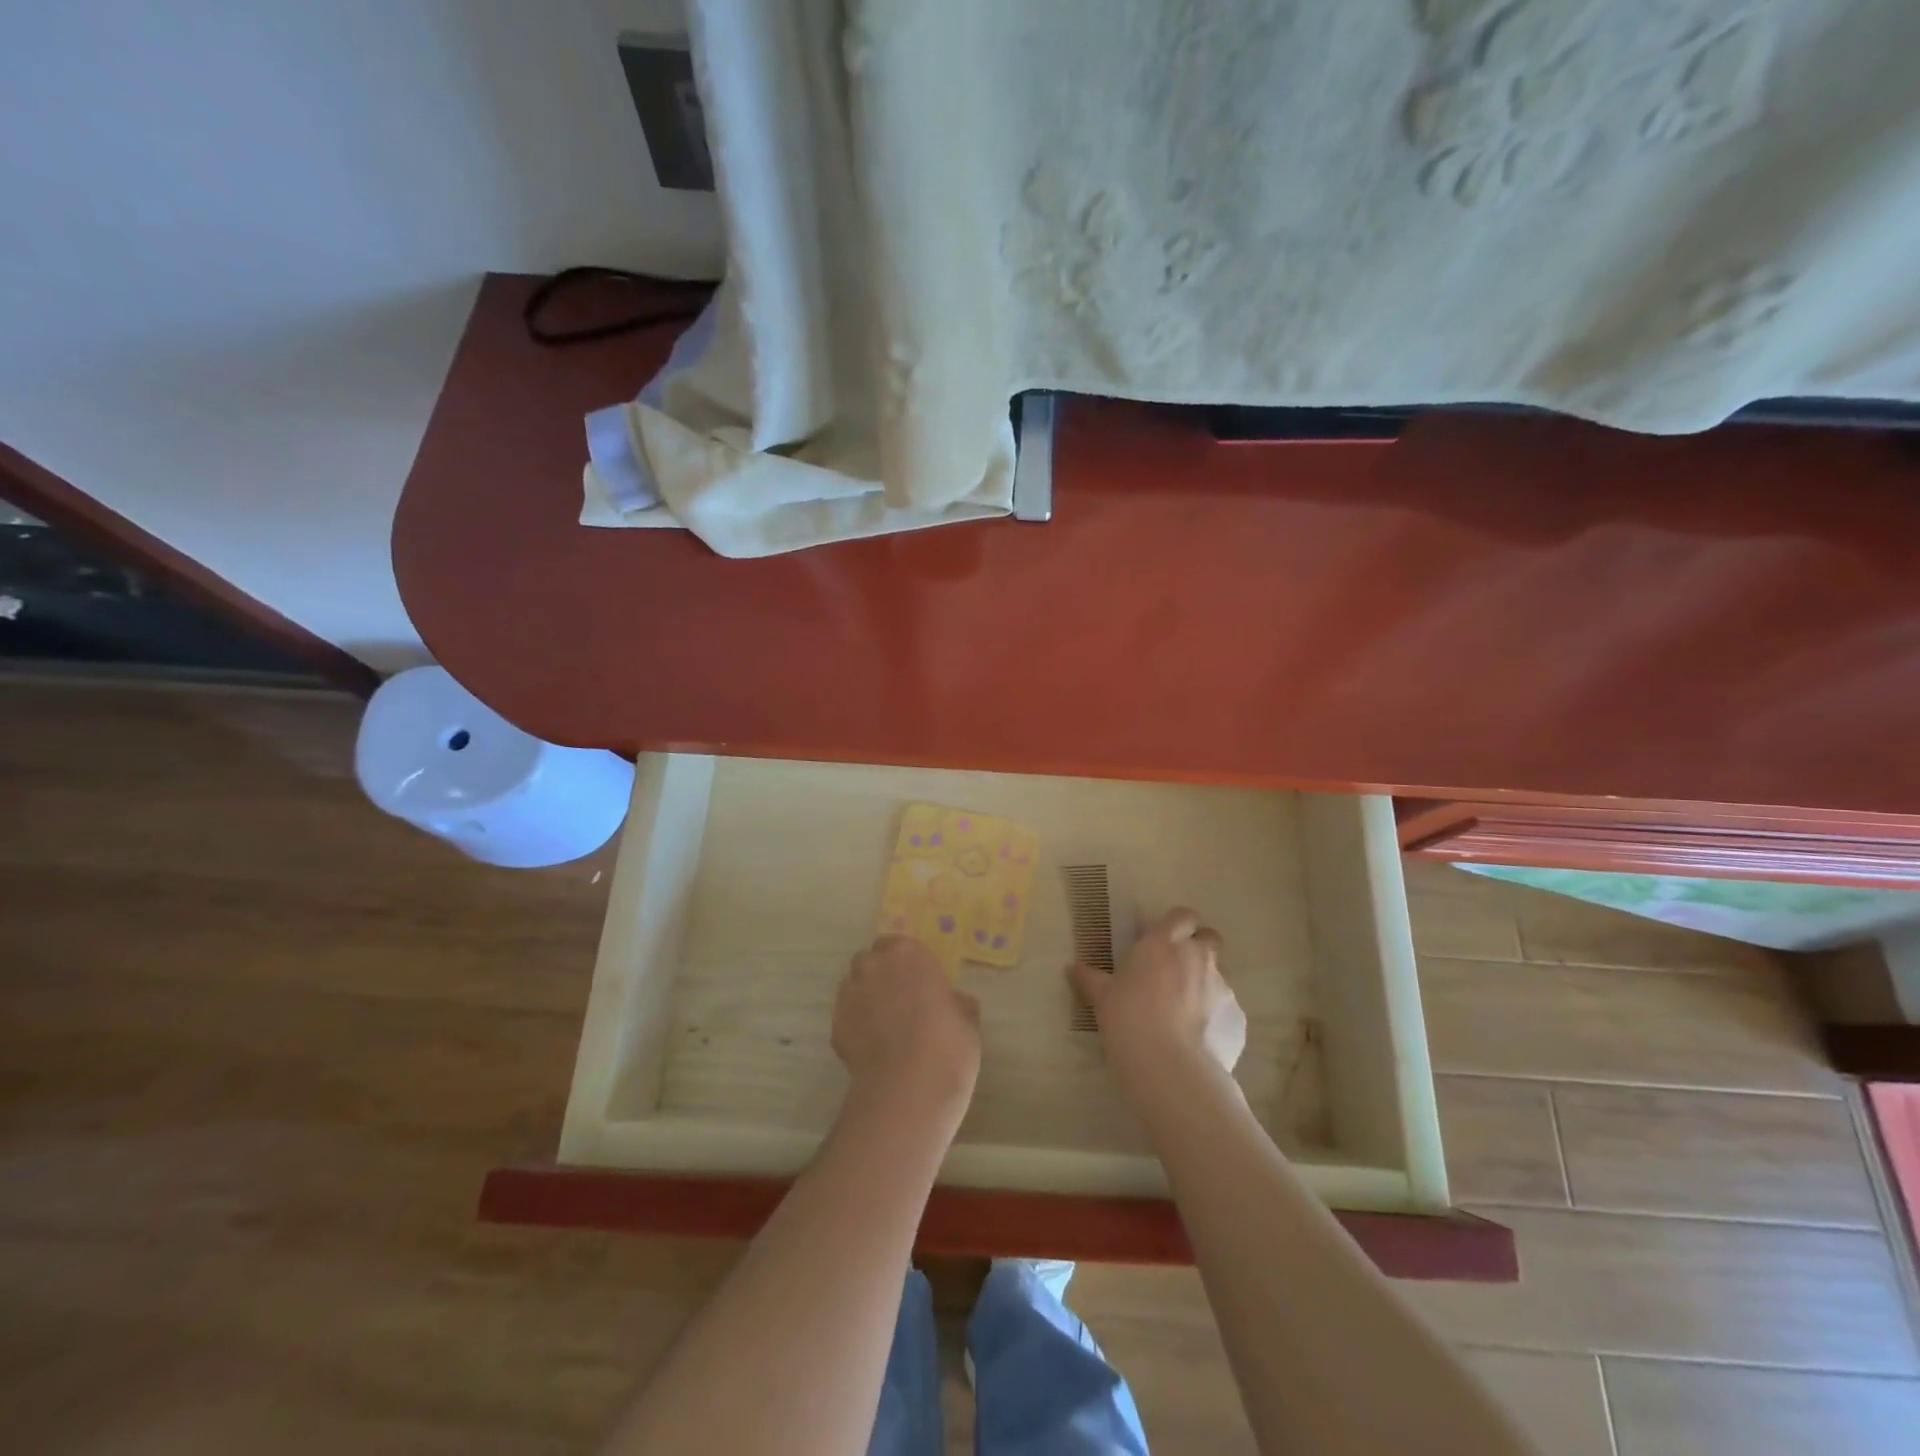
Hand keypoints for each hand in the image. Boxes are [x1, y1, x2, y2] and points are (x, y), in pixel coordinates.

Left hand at [833, 935, 981, 1114]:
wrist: (910, 1085)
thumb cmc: (949, 1043)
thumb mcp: (966, 1018)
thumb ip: (954, 1002)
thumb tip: (953, 1002)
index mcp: (910, 954)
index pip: (899, 944)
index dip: (906, 962)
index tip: (917, 980)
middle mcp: (875, 966)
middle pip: (870, 960)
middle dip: (880, 974)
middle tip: (897, 999)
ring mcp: (851, 993)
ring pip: (853, 985)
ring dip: (864, 996)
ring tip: (881, 1024)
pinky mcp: (835, 1024)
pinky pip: (846, 1016)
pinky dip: (855, 1025)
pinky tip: (871, 1047)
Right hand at [1068, 908, 1246, 1079]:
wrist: (1171, 1068)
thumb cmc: (1129, 1019)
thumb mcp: (1102, 998)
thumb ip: (1090, 978)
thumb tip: (1073, 968)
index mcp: (1164, 943)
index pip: (1181, 915)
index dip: (1176, 925)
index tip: (1162, 940)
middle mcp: (1198, 957)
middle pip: (1209, 938)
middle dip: (1198, 948)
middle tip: (1177, 970)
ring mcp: (1223, 987)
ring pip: (1218, 975)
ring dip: (1204, 985)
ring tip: (1184, 1013)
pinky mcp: (1237, 1018)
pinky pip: (1226, 1010)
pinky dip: (1215, 1018)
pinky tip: (1197, 1039)